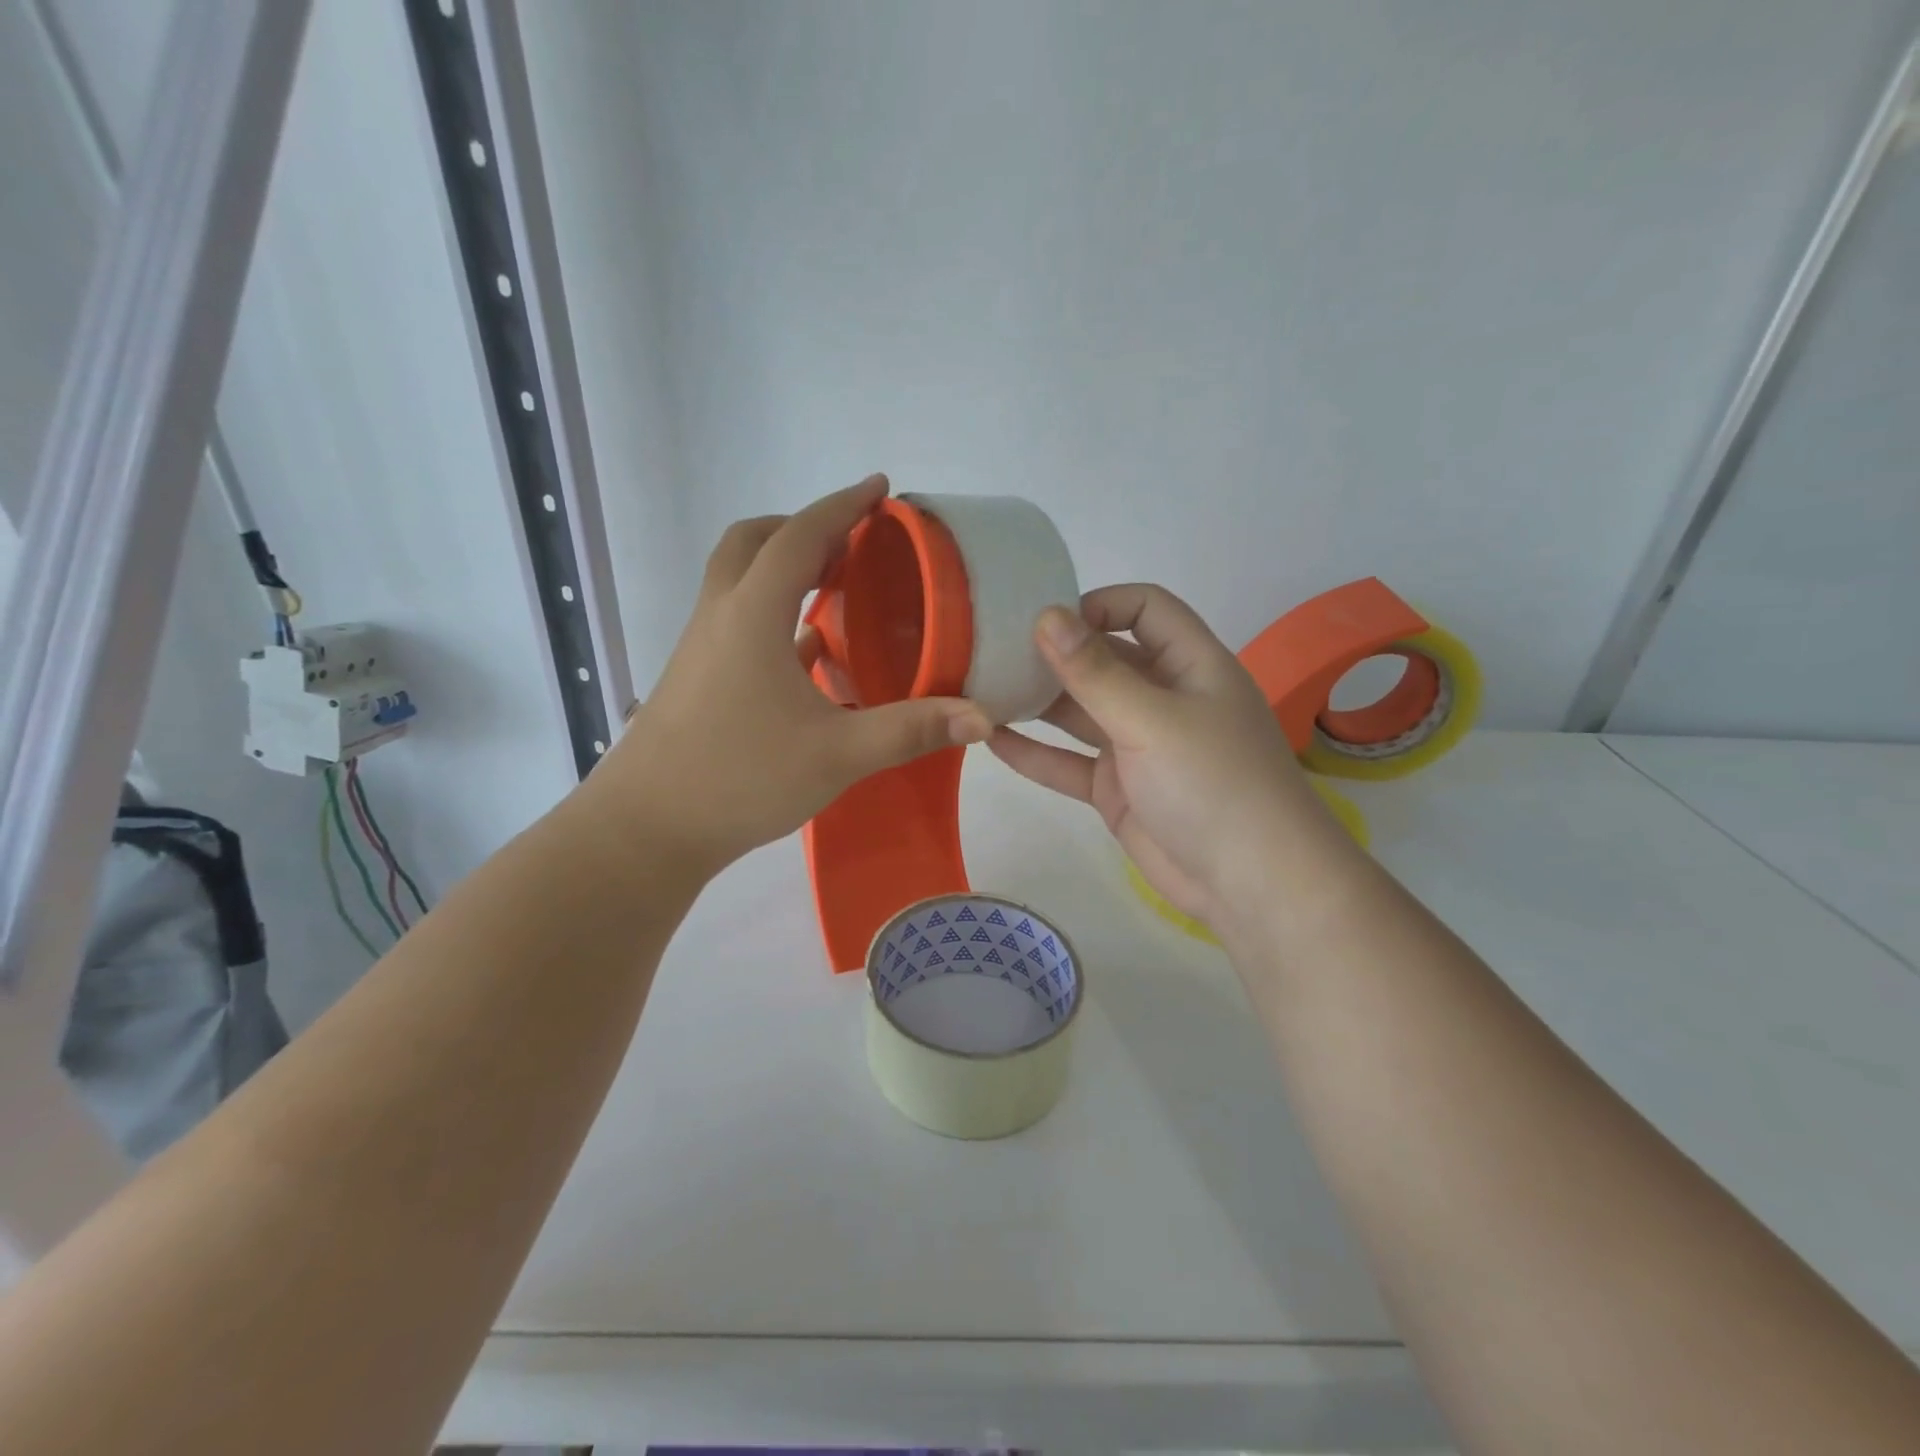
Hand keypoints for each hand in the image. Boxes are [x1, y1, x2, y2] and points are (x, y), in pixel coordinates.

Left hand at [594, 476, 991, 874]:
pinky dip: (772, 613)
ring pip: (739, 580)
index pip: (800, 536)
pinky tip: (807, 652)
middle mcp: (720, 616)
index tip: (880, 489)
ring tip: (835, 587)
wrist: (646, 829)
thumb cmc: (740, 777)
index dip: (843, 507)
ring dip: (783, 567)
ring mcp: (701, 647)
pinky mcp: (696, 678)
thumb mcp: (836, 755)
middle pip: (754, 542)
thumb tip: (980, 717)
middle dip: (803, 528)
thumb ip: (909, 730)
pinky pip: (736, 621)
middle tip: (852, 544)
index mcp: (752, 614)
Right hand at [989, 584, 1344, 926]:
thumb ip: (1095, 672)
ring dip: (1037, 702)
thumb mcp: (1152, 720)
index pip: (1145, 609)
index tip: (1044, 620)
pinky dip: (1035, 753)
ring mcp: (1137, 746)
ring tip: (981, 689)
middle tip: (992, 651)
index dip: (1099, 604)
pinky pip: (1069, 762)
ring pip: (1080, 712)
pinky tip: (990, 740)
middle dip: (1054, 653)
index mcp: (1189, 665)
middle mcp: (1162, 698)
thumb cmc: (1212, 784)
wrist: (1250, 885)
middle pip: (1104, 659)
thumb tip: (1047, 616)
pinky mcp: (1117, 789)